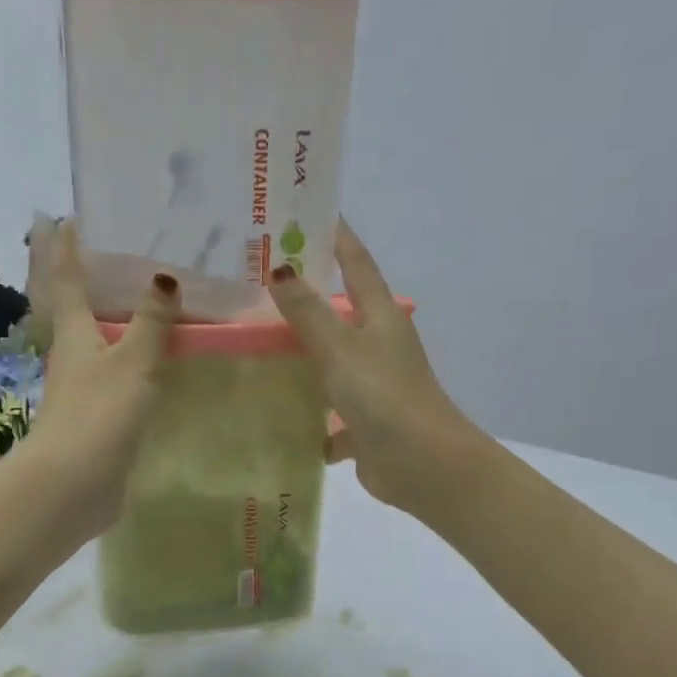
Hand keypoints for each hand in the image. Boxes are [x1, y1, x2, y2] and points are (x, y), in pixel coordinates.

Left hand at [23, 219, 177, 533]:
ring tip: (150, 302)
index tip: (68, 218)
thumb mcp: (132, 362)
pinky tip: (156, 361)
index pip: (69, 281)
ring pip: (103, 345)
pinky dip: (136, 361)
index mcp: (74, 333)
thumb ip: (151, 323)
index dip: (69, 250)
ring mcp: (85, 389)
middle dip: (95, 284)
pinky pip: (121, 377)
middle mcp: (74, 356)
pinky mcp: (100, 418)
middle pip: (82, 311)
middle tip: (123, 255)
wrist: (74, 483)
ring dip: (121, 323)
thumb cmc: (99, 414)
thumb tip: (165, 278)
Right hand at [266, 219, 482, 512]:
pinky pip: (330, 414)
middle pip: (339, 313)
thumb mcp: (341, 349)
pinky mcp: (365, 424)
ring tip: (256, 345)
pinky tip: (279, 419)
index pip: (356, 264)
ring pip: (331, 364)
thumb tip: (280, 270)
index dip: (337, 236)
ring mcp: (373, 385)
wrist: (420, 464)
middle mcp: (379, 345)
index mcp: (380, 316)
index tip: (310, 212)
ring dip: (303, 358)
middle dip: (305, 298)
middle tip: (260, 281)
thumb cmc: (383, 396)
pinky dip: (311, 417)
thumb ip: (309, 313)